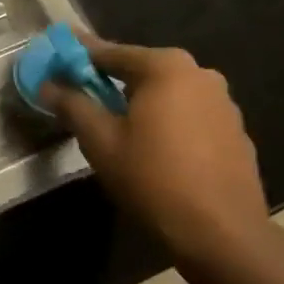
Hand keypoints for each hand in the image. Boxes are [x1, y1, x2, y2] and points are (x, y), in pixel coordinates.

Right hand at [41, 40, 270, 259]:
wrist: (219, 231)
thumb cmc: (151, 177)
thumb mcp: (99, 140)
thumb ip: (72, 105)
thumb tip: (48, 85)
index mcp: (167, 68)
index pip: (110, 52)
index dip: (78, 57)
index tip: (56, 59)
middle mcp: (201, 75)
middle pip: (142, 70)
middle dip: (110, 79)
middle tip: (82, 96)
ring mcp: (224, 104)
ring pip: (168, 93)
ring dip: (140, 102)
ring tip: (115, 125)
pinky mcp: (235, 132)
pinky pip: (188, 115)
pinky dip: (165, 121)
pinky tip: (152, 148)